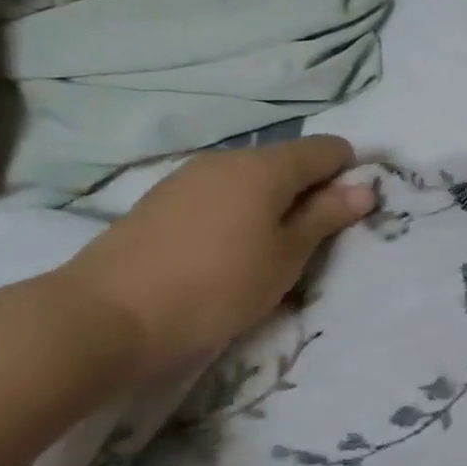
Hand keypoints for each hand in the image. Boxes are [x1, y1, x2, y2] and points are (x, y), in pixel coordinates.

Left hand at [52, 136, 376, 386]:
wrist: (101, 317)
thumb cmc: (216, 285)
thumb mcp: (287, 256)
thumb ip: (327, 216)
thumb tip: (365, 187)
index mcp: (267, 166)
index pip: (328, 149)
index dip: (348, 175)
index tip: (347, 215)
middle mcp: (229, 158)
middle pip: (289, 162)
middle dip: (310, 191)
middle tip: (311, 242)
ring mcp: (189, 177)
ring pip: (253, 179)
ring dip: (273, 204)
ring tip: (268, 251)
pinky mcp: (161, 200)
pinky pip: (220, 194)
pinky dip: (238, 212)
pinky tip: (226, 251)